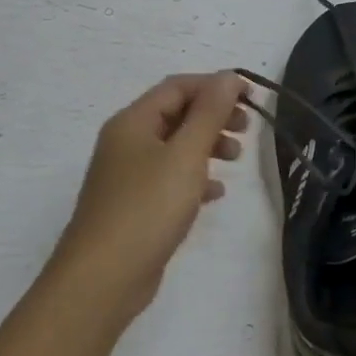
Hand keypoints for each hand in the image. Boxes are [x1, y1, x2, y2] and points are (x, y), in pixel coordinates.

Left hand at [51, 71, 248, 323]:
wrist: (102, 279)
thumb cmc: (147, 208)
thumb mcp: (185, 154)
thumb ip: (210, 113)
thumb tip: (228, 76)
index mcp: (133, 122)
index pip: (178, 87)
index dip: (216, 85)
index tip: (252, 97)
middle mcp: (126, 142)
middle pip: (177, 114)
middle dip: (214, 116)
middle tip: (246, 129)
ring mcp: (128, 176)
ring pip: (175, 147)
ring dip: (208, 145)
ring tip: (236, 159)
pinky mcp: (134, 206)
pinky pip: (169, 179)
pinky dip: (195, 177)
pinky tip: (215, 193)